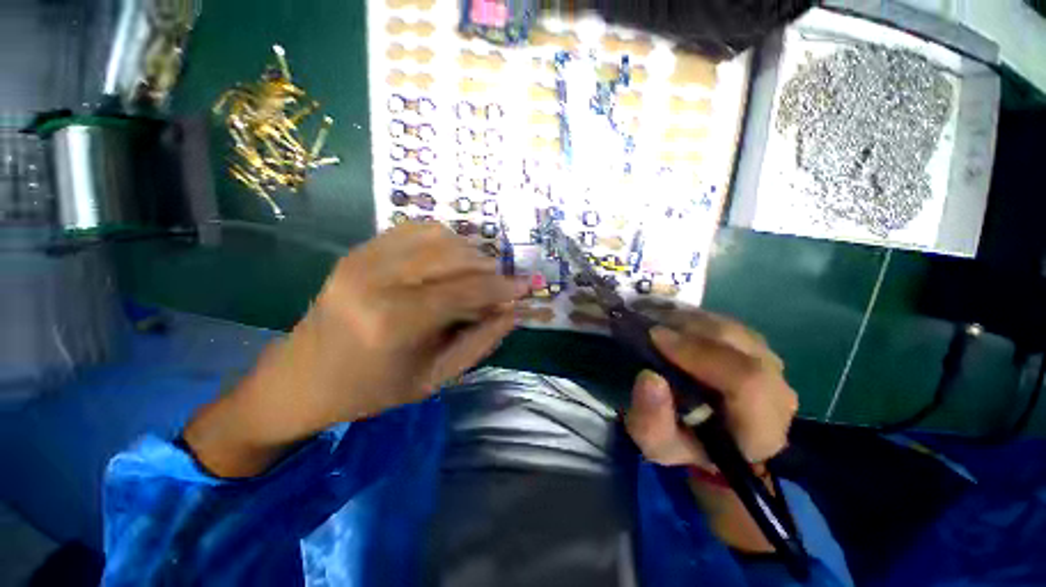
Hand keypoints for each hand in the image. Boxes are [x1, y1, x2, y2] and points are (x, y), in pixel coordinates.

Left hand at [184, 223, 527, 476]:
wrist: (302, 378)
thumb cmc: (372, 389)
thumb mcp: (434, 378)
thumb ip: (479, 342)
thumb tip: (512, 312)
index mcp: (394, 322)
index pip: (466, 291)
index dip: (502, 288)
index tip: (526, 287)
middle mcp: (377, 280)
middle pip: (454, 256)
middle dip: (489, 268)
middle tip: (504, 283)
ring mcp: (363, 259)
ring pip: (437, 236)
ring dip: (469, 251)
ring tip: (480, 272)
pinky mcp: (358, 251)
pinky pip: (413, 230)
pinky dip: (443, 239)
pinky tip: (451, 258)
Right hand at [623, 308, 797, 551]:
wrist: (711, 439)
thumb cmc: (686, 445)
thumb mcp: (657, 444)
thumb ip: (652, 420)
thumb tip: (650, 378)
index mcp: (761, 428)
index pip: (746, 380)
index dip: (699, 353)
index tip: (655, 337)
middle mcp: (777, 391)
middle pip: (738, 343)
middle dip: (687, 329)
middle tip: (649, 327)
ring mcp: (770, 363)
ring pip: (730, 327)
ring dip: (688, 321)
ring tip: (657, 324)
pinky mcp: (757, 347)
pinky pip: (725, 321)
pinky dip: (694, 318)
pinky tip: (671, 323)